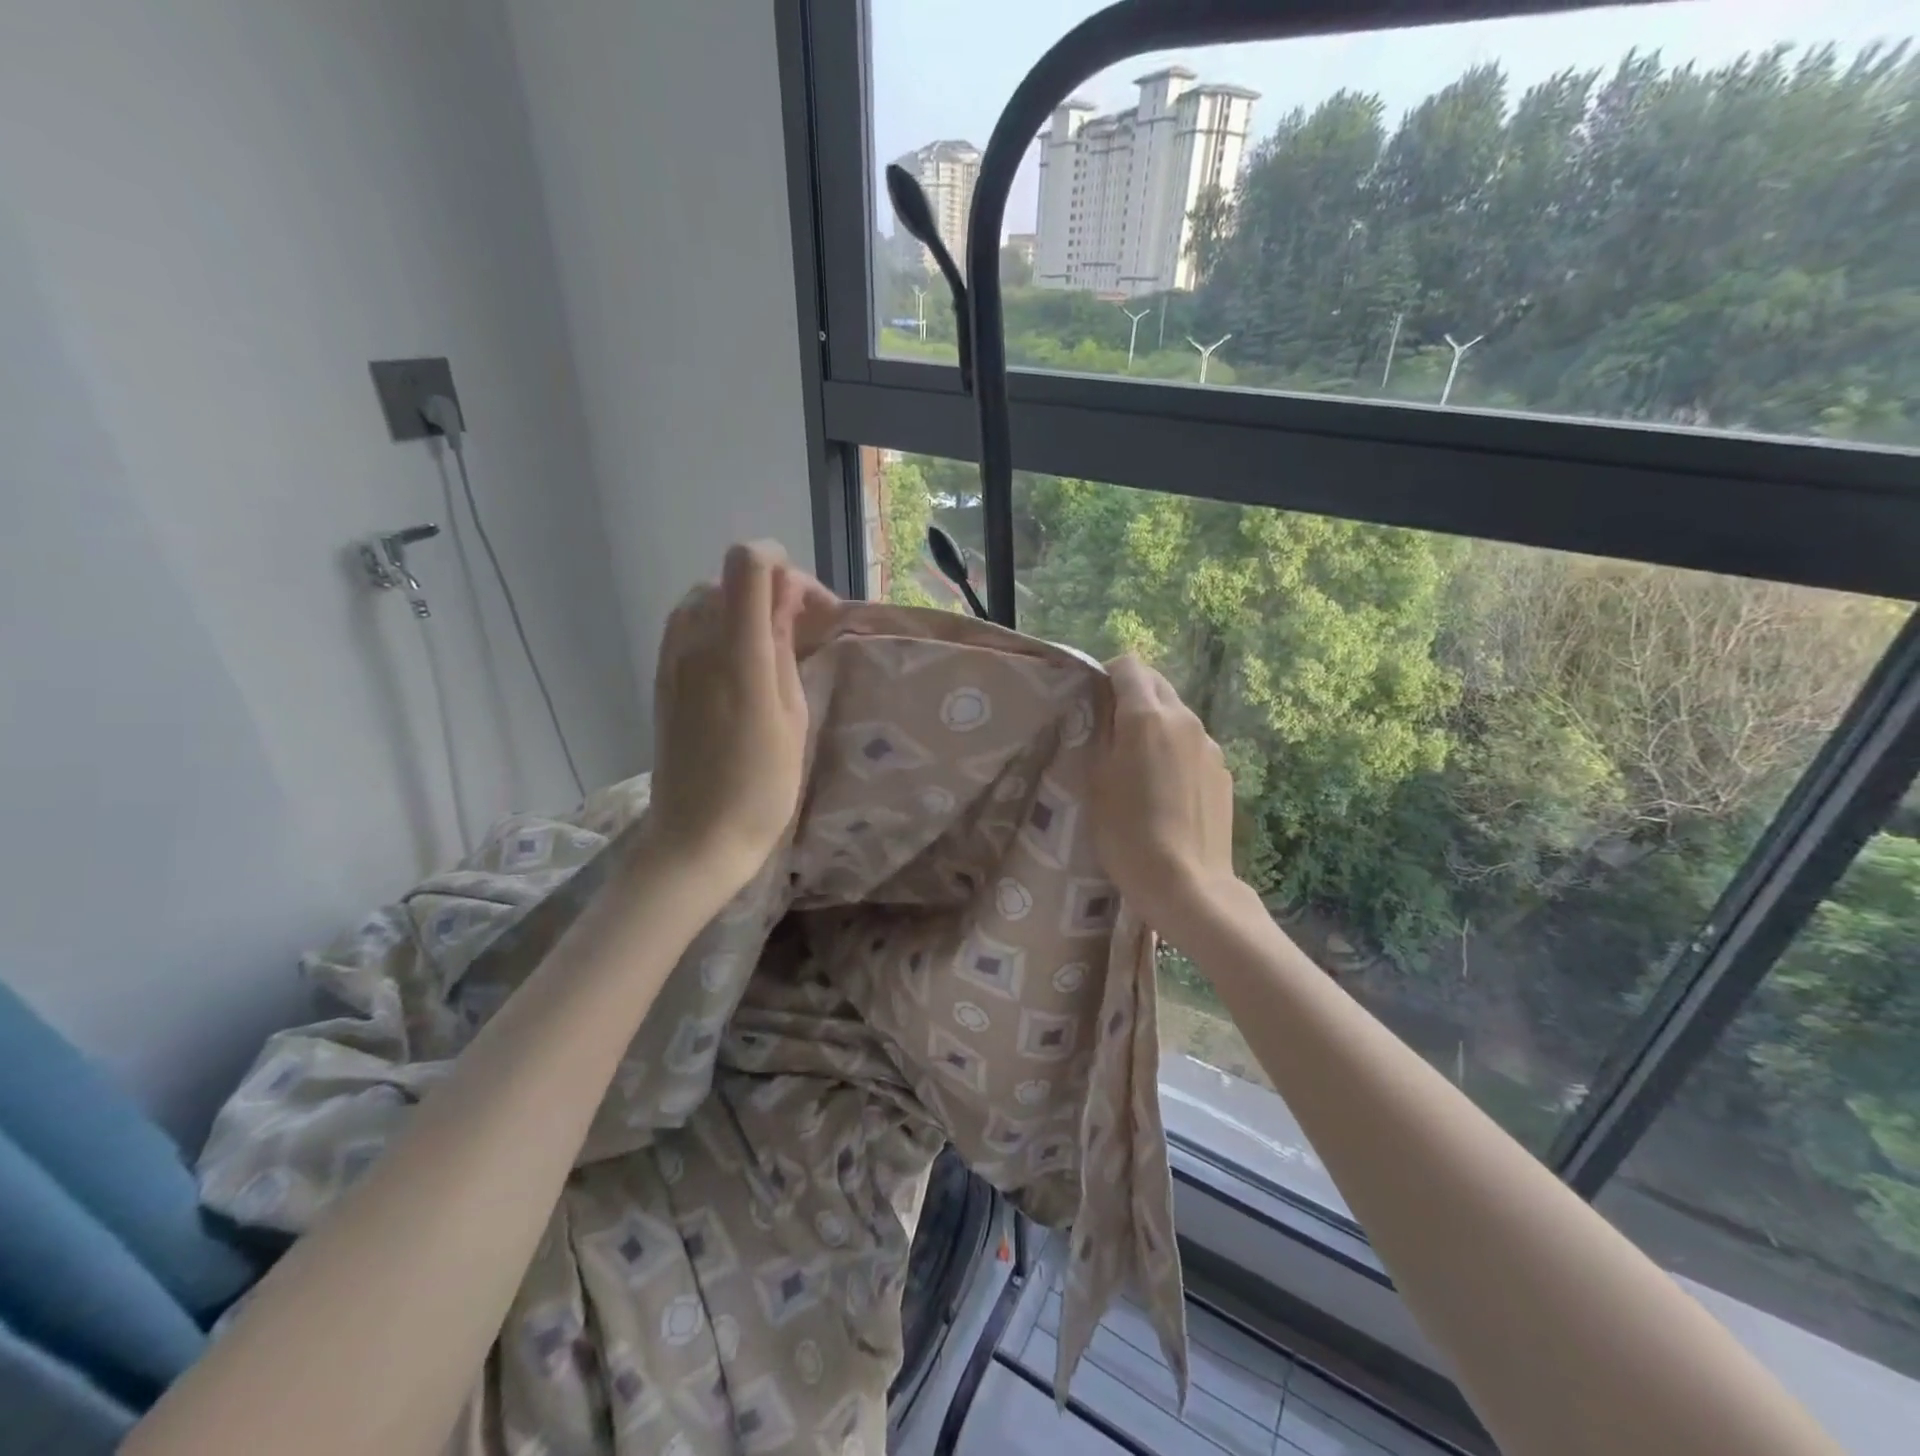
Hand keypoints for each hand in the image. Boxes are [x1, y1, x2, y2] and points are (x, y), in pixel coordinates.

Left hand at [645, 542, 835, 888]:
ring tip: (772, 648)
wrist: (697, 837)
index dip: (782, 564)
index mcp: (739, 653)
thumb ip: (785, 649)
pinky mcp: (661, 677)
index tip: (810, 606)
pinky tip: (740, 664)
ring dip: (743, 608)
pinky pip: (688, 625)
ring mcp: (671, 658)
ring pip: (707, 597)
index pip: (749, 563)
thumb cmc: (762, 787)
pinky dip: (719, 626)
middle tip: (802, 633)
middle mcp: (696, 643)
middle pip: (730, 576)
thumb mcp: (792, 717)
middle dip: (771, 590)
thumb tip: (785, 602)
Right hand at [1089, 654, 1239, 940]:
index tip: (1093, 699)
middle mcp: (1185, 720)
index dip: (1108, 674)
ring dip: (1156, 725)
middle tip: (1111, 730)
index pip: (1130, 665)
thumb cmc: (1127, 832)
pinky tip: (1166, 792)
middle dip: (1133, 696)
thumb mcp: (1095, 780)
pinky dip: (1176, 753)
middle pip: (1157, 685)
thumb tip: (1103, 708)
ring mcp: (1210, 746)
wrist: (1187, 884)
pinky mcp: (1224, 773)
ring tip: (1139, 766)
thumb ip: (1099, 733)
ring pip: (1177, 717)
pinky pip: (1193, 747)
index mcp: (1148, 716)